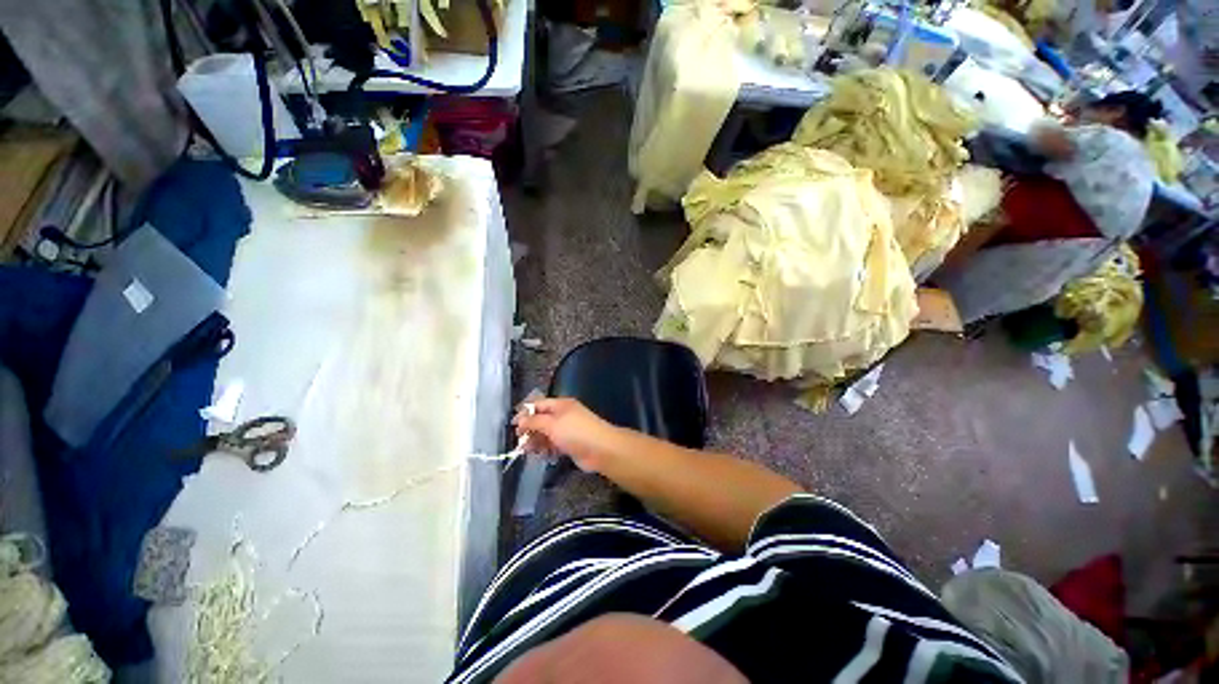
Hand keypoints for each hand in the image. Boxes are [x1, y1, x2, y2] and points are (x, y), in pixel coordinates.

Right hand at [513, 398, 618, 472]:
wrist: (600, 449)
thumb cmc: (575, 432)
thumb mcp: (552, 423)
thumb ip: (534, 421)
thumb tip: (520, 420)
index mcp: (560, 405)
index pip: (538, 405)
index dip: (525, 413)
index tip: (513, 426)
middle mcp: (563, 415)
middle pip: (541, 420)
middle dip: (530, 430)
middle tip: (520, 442)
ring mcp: (567, 430)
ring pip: (546, 434)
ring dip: (536, 441)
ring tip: (529, 451)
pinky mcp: (569, 444)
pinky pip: (553, 444)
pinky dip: (546, 449)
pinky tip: (542, 455)